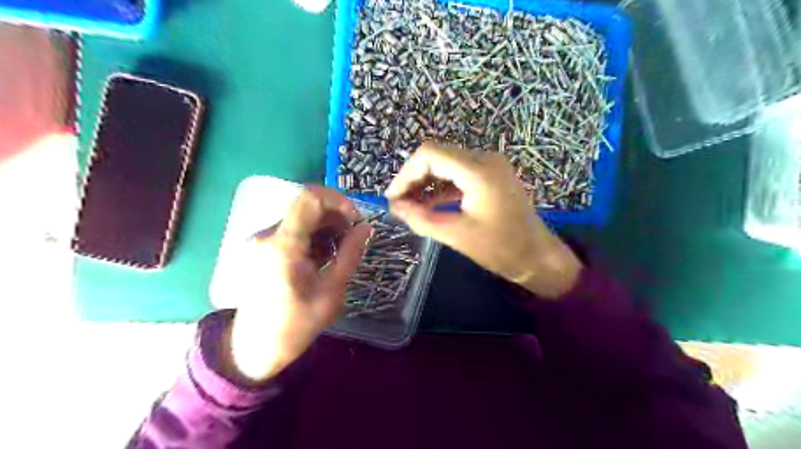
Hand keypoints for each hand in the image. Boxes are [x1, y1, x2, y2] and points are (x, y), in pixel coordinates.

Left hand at [228, 186, 371, 381]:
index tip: (355, 220)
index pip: (310, 197)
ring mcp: (263, 240)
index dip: (338, 201)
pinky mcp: (263, 247)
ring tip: (337, 254)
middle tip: (352, 241)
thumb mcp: (331, 291)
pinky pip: (294, 230)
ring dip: (326, 229)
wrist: (254, 348)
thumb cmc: (295, 325)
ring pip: (303, 218)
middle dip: (336, 217)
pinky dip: (313, 237)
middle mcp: (268, 235)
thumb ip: (350, 254)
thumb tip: (366, 228)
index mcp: (284, 244)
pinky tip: (322, 259)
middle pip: (308, 207)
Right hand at [385, 143, 579, 298]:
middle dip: (413, 178)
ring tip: (409, 206)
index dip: (406, 174)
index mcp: (478, 171)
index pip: (430, 154)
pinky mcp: (490, 175)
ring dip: (425, 183)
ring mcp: (489, 165)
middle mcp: (484, 159)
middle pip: (436, 156)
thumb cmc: (501, 249)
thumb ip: (421, 218)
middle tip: (399, 204)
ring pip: (445, 164)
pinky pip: (458, 174)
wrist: (538, 257)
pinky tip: (428, 205)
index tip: (393, 198)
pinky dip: (440, 187)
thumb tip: (394, 207)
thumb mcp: (457, 235)